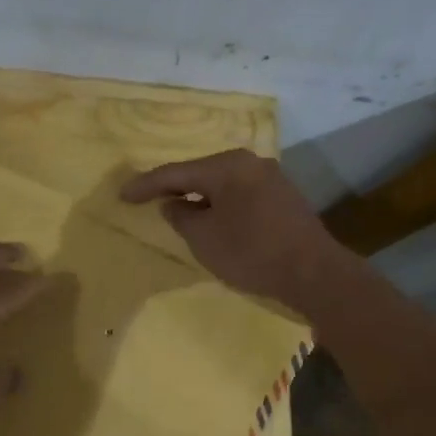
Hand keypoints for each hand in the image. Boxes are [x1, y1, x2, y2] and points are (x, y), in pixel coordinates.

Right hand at [121, 150, 345, 310]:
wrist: (312, 272)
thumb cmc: (251, 252)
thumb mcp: (203, 238)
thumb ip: (181, 217)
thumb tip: (174, 204)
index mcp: (227, 166)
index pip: (175, 173)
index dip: (145, 185)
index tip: (122, 195)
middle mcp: (249, 163)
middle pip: (200, 173)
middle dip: (173, 187)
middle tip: (147, 198)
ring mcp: (270, 178)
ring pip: (221, 184)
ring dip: (198, 197)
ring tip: (176, 209)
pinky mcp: (282, 197)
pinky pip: (239, 195)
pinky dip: (219, 204)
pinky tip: (211, 218)